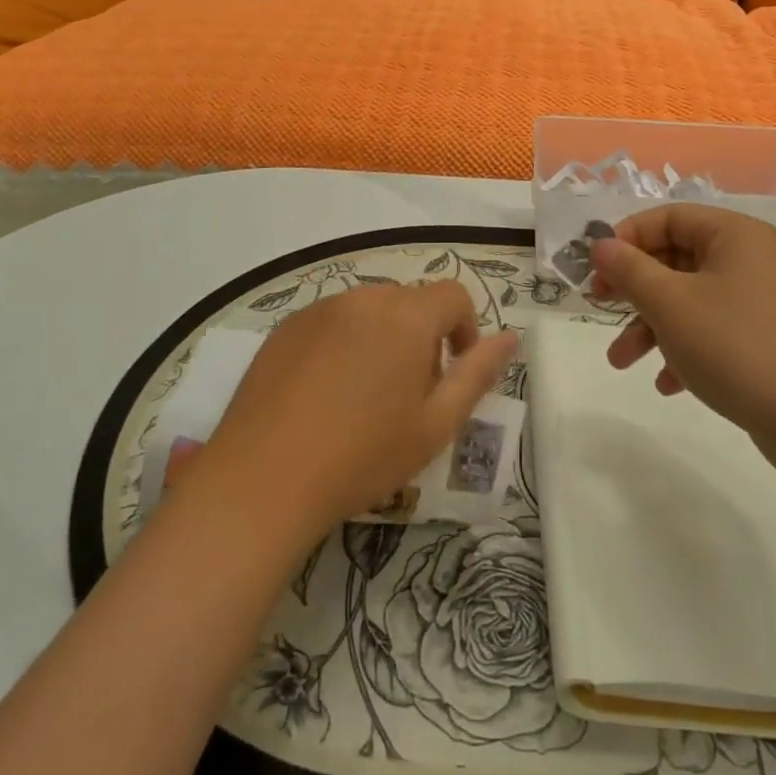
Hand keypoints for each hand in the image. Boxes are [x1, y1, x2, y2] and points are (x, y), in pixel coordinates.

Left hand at [197, 282, 517, 535]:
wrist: (264, 478)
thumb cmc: (363, 455)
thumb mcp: (436, 424)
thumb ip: (478, 374)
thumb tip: (511, 337)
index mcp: (406, 316)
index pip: (454, 296)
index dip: (464, 330)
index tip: (452, 374)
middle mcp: (364, 298)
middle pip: (410, 301)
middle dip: (422, 337)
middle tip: (409, 394)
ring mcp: (319, 309)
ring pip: (369, 310)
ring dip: (382, 338)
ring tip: (365, 396)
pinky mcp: (286, 327)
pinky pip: (332, 322)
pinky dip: (344, 344)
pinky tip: (325, 394)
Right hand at [589, 204, 775, 475]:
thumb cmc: (735, 345)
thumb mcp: (669, 303)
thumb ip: (629, 269)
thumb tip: (600, 245)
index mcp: (733, 235)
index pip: (668, 217)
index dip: (626, 238)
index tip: (595, 267)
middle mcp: (749, 259)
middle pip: (674, 258)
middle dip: (633, 289)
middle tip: (598, 305)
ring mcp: (758, 301)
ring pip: (688, 300)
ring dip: (649, 326)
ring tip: (620, 361)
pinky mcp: (762, 339)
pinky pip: (710, 330)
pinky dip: (681, 349)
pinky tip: (666, 383)